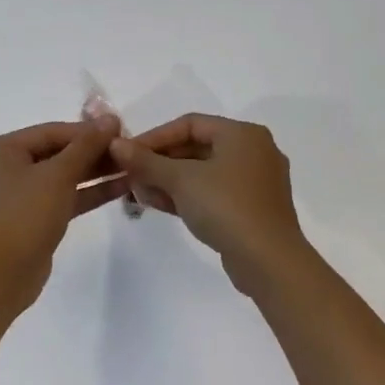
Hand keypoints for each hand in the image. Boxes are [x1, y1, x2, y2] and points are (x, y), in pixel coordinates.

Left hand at [0, 117, 126, 309]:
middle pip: (56, 152)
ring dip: (95, 173)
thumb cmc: (23, 215)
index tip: (123, 131)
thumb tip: (111, 118)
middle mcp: (4, 168)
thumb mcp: (58, 175)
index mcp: (0, 149)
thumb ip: (86, 145)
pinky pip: (62, 198)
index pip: (52, 132)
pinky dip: (87, 193)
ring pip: (62, 177)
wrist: (0, 276)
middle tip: (130, 151)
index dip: (88, 131)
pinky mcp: (31, 219)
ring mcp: (17, 196)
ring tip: (132, 167)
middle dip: (93, 152)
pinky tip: (120, 188)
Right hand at [109, 114, 310, 294]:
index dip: (154, 136)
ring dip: (169, 181)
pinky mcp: (252, 208)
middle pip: (196, 147)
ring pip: (203, 172)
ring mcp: (255, 182)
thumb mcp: (181, 180)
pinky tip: (160, 205)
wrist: (268, 261)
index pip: (190, 124)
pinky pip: (214, 192)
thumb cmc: (226, 207)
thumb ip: (147, 161)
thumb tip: (116, 145)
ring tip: (139, 193)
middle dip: (159, 162)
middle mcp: (253, 151)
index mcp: (243, 134)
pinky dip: (188, 196)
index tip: (127, 153)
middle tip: (131, 176)